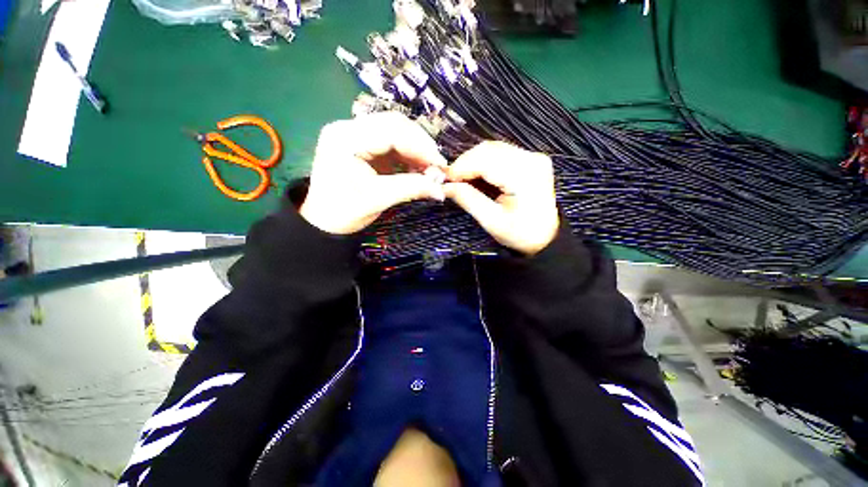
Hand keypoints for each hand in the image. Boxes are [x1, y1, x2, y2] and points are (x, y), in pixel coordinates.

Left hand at [300, 112, 446, 234]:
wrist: (324, 221)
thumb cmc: (344, 212)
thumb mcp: (379, 199)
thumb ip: (412, 189)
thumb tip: (441, 189)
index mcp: (345, 139)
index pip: (391, 131)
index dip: (420, 146)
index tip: (440, 165)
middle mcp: (348, 128)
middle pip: (394, 125)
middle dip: (420, 145)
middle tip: (437, 166)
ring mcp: (354, 134)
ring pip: (395, 132)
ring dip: (416, 149)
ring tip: (430, 169)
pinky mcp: (361, 144)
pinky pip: (390, 143)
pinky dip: (407, 155)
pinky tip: (417, 168)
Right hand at [444, 141, 558, 255]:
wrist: (545, 237)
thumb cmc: (520, 234)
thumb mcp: (491, 221)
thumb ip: (468, 200)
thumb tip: (445, 186)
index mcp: (525, 176)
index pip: (486, 160)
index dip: (461, 167)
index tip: (444, 179)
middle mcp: (531, 159)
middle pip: (488, 150)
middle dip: (465, 163)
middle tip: (450, 181)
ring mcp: (532, 157)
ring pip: (492, 149)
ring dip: (472, 162)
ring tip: (461, 179)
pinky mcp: (529, 159)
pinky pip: (499, 154)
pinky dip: (483, 163)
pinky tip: (475, 176)